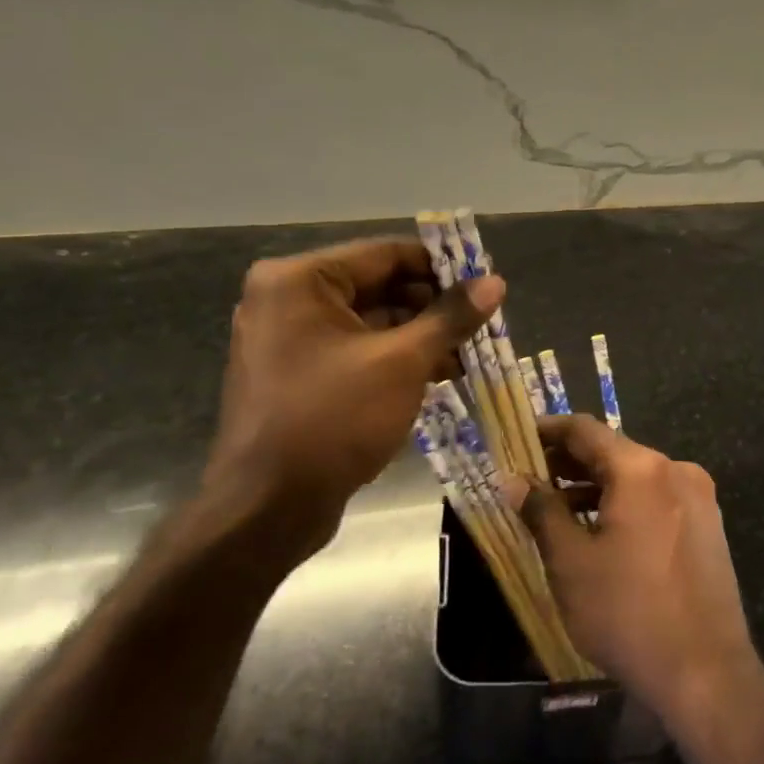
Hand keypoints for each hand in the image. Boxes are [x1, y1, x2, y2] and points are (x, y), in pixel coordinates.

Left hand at [193, 238, 502, 568]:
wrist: (267, 509)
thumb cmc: (333, 420)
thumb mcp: (402, 362)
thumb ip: (450, 317)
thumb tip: (495, 282)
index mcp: (299, 281)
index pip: (385, 254)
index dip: (441, 266)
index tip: (485, 280)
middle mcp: (286, 300)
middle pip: (378, 287)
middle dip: (433, 306)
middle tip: (483, 321)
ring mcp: (288, 340)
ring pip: (370, 323)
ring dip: (420, 336)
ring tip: (471, 353)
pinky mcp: (297, 376)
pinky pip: (355, 352)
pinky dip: (395, 359)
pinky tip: (440, 374)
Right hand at [523, 416, 758, 726]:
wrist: (706, 673)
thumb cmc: (628, 613)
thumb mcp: (571, 562)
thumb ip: (542, 512)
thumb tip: (514, 480)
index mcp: (642, 469)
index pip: (586, 430)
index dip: (548, 430)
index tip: (518, 437)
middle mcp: (675, 470)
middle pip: (613, 451)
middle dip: (569, 461)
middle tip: (529, 476)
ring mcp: (698, 497)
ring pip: (635, 476)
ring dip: (595, 485)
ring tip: (556, 505)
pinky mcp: (707, 525)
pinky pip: (656, 498)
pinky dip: (624, 502)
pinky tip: (598, 527)